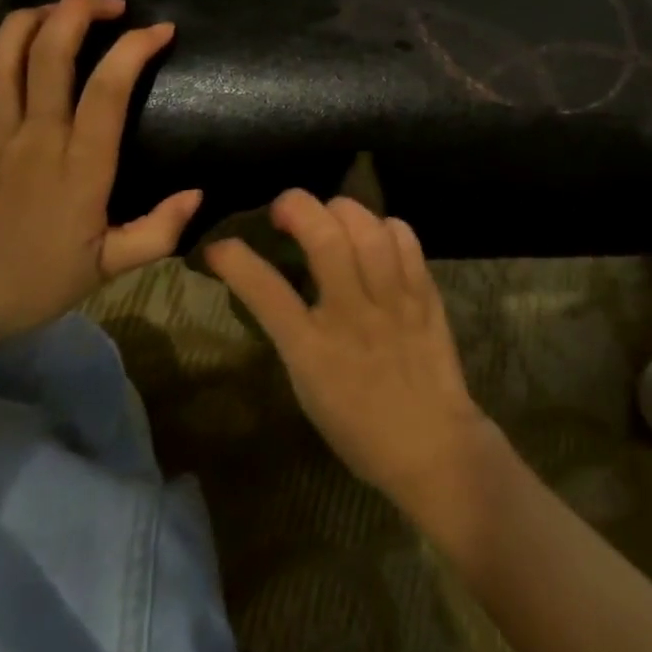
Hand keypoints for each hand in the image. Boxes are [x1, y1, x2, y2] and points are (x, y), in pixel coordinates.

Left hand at [0, 0, 201, 353]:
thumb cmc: (33, 284)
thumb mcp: (108, 269)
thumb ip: (158, 232)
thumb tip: (197, 194)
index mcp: (78, 165)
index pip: (108, 88)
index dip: (135, 48)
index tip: (161, 30)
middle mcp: (35, 137)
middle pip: (49, 53)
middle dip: (79, 11)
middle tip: (110, 5)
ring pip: (1, 57)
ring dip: (29, 20)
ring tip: (57, 12)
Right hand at [209, 193, 496, 517]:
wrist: (431, 445)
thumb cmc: (360, 428)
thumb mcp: (309, 388)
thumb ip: (295, 335)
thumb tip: (279, 293)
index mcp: (312, 350)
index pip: (265, 291)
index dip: (236, 261)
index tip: (219, 246)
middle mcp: (352, 316)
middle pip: (325, 240)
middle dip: (297, 206)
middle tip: (284, 207)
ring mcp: (392, 300)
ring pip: (368, 230)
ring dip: (342, 209)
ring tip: (331, 213)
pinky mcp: (424, 294)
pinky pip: (406, 240)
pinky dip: (386, 225)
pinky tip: (377, 232)